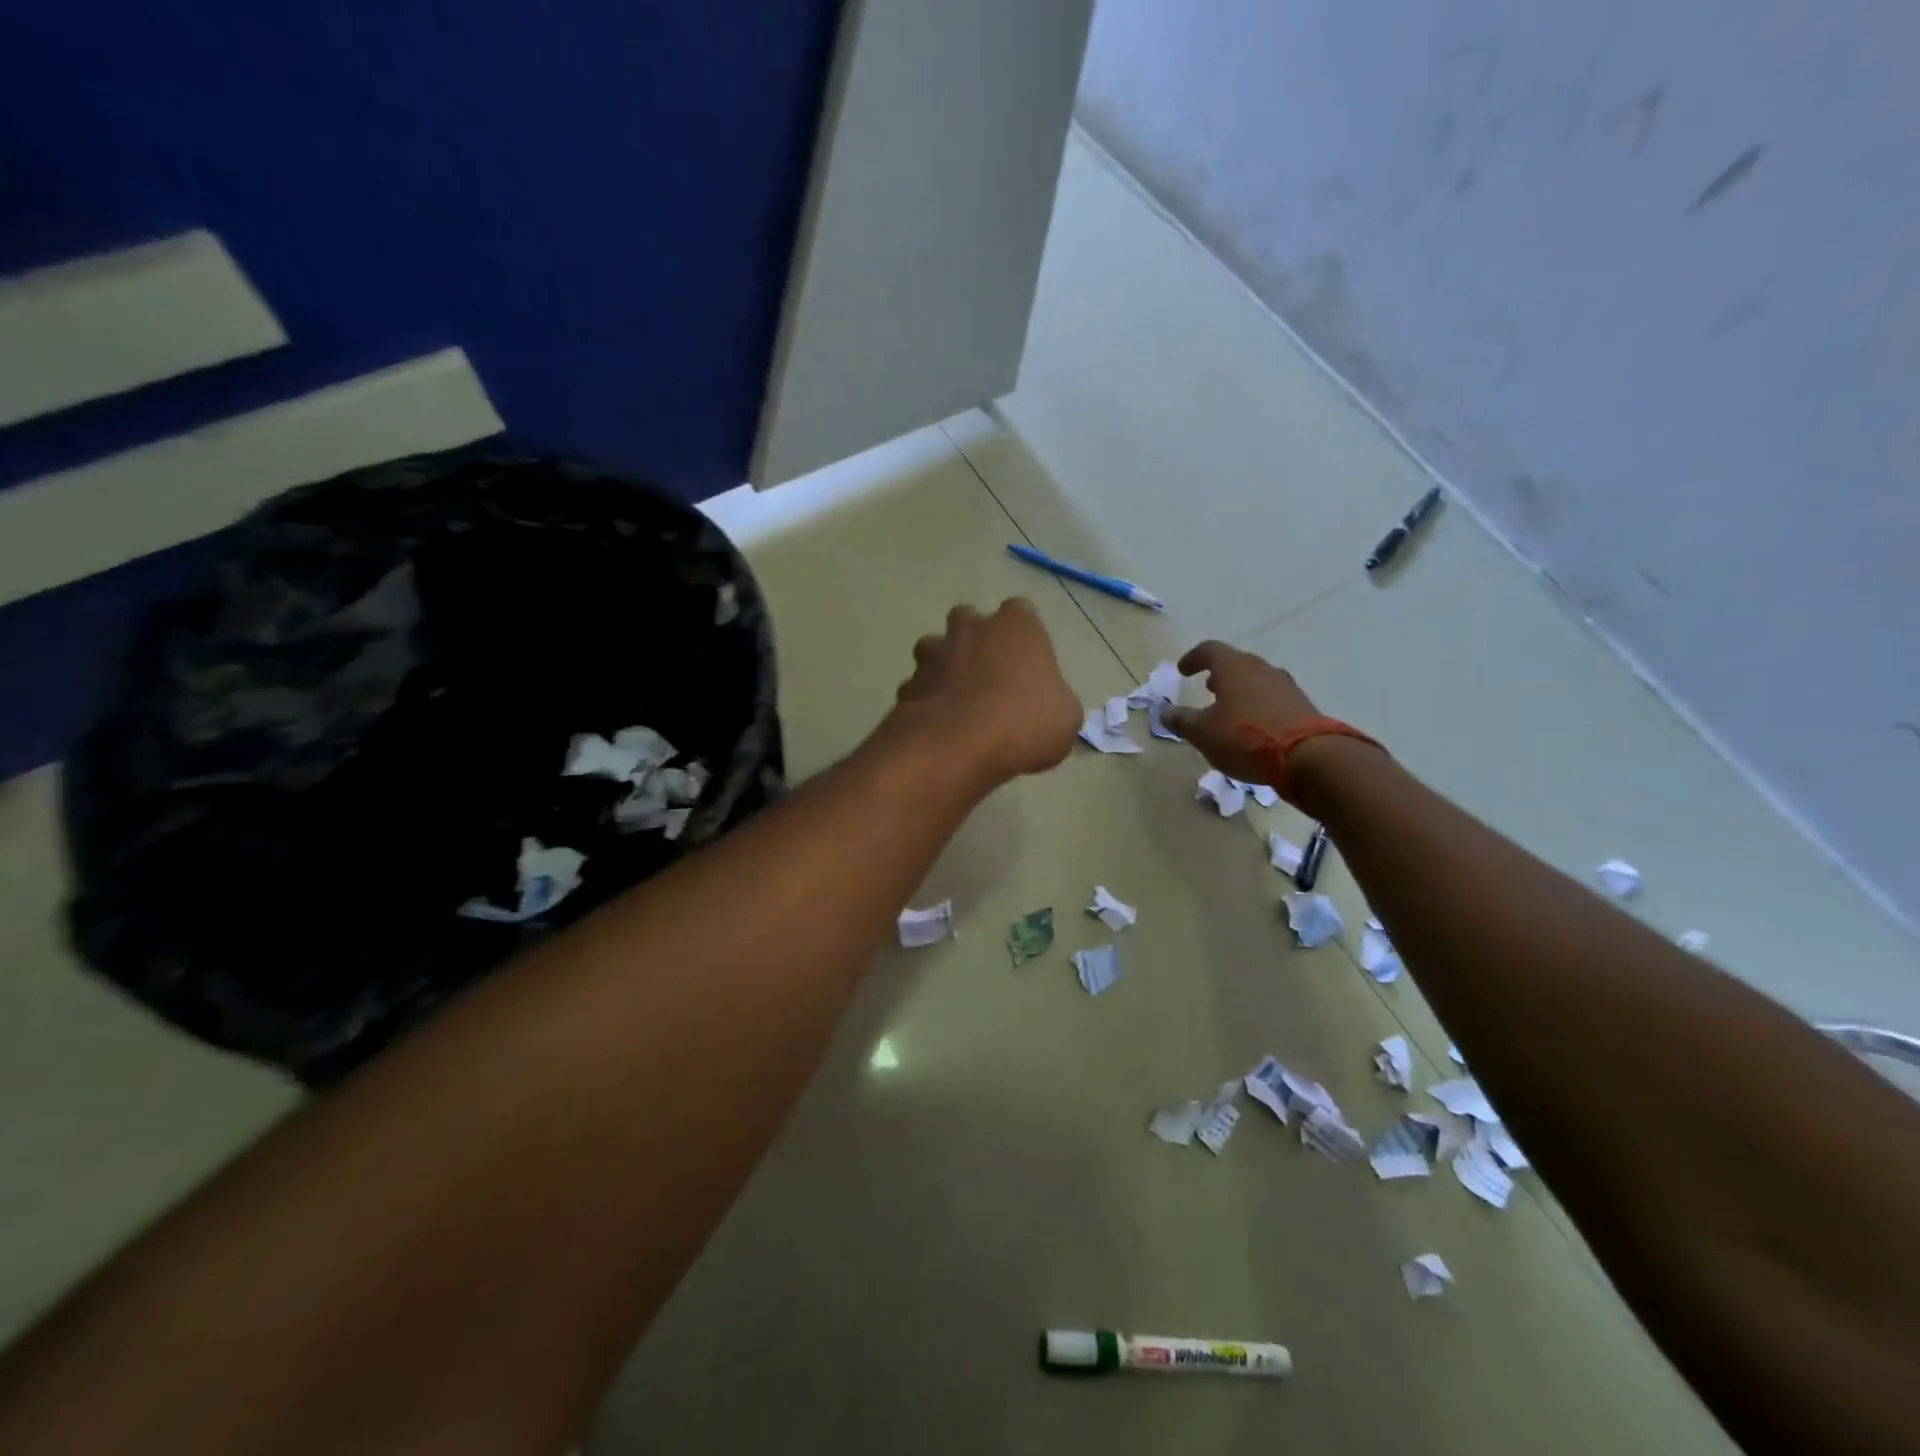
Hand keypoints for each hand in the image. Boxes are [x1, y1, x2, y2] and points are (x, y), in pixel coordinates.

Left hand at [893, 599, 1081, 785]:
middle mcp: (971, 629)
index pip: (1021, 612)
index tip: (1027, 664)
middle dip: (974, 641)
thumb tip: (1047, 707)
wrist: (960, 746)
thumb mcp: (1066, 718)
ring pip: (934, 649)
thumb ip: (1055, 701)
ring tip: (957, 700)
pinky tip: (937, 727)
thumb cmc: (1025, 723)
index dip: (1023, 637)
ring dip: (943, 667)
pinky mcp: (908, 685)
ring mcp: (934, 655)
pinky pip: (917, 688)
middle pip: (968, 620)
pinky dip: (925, 702)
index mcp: (1016, 626)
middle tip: (988, 676)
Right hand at [1160, 641, 1321, 782]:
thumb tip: (1163, 712)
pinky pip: (1273, 699)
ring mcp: (1286, 686)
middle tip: (1207, 686)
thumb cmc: (1245, 738)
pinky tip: (1253, 726)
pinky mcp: (1302, 706)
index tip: (1183, 670)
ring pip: (1256, 681)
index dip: (1193, 658)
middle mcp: (1261, 669)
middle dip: (1219, 674)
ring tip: (1229, 708)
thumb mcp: (1202, 732)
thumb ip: (1181, 720)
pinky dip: (1258, 706)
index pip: (1209, 650)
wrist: (1309, 757)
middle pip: (1236, 663)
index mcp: (1234, 667)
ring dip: (1240, 690)